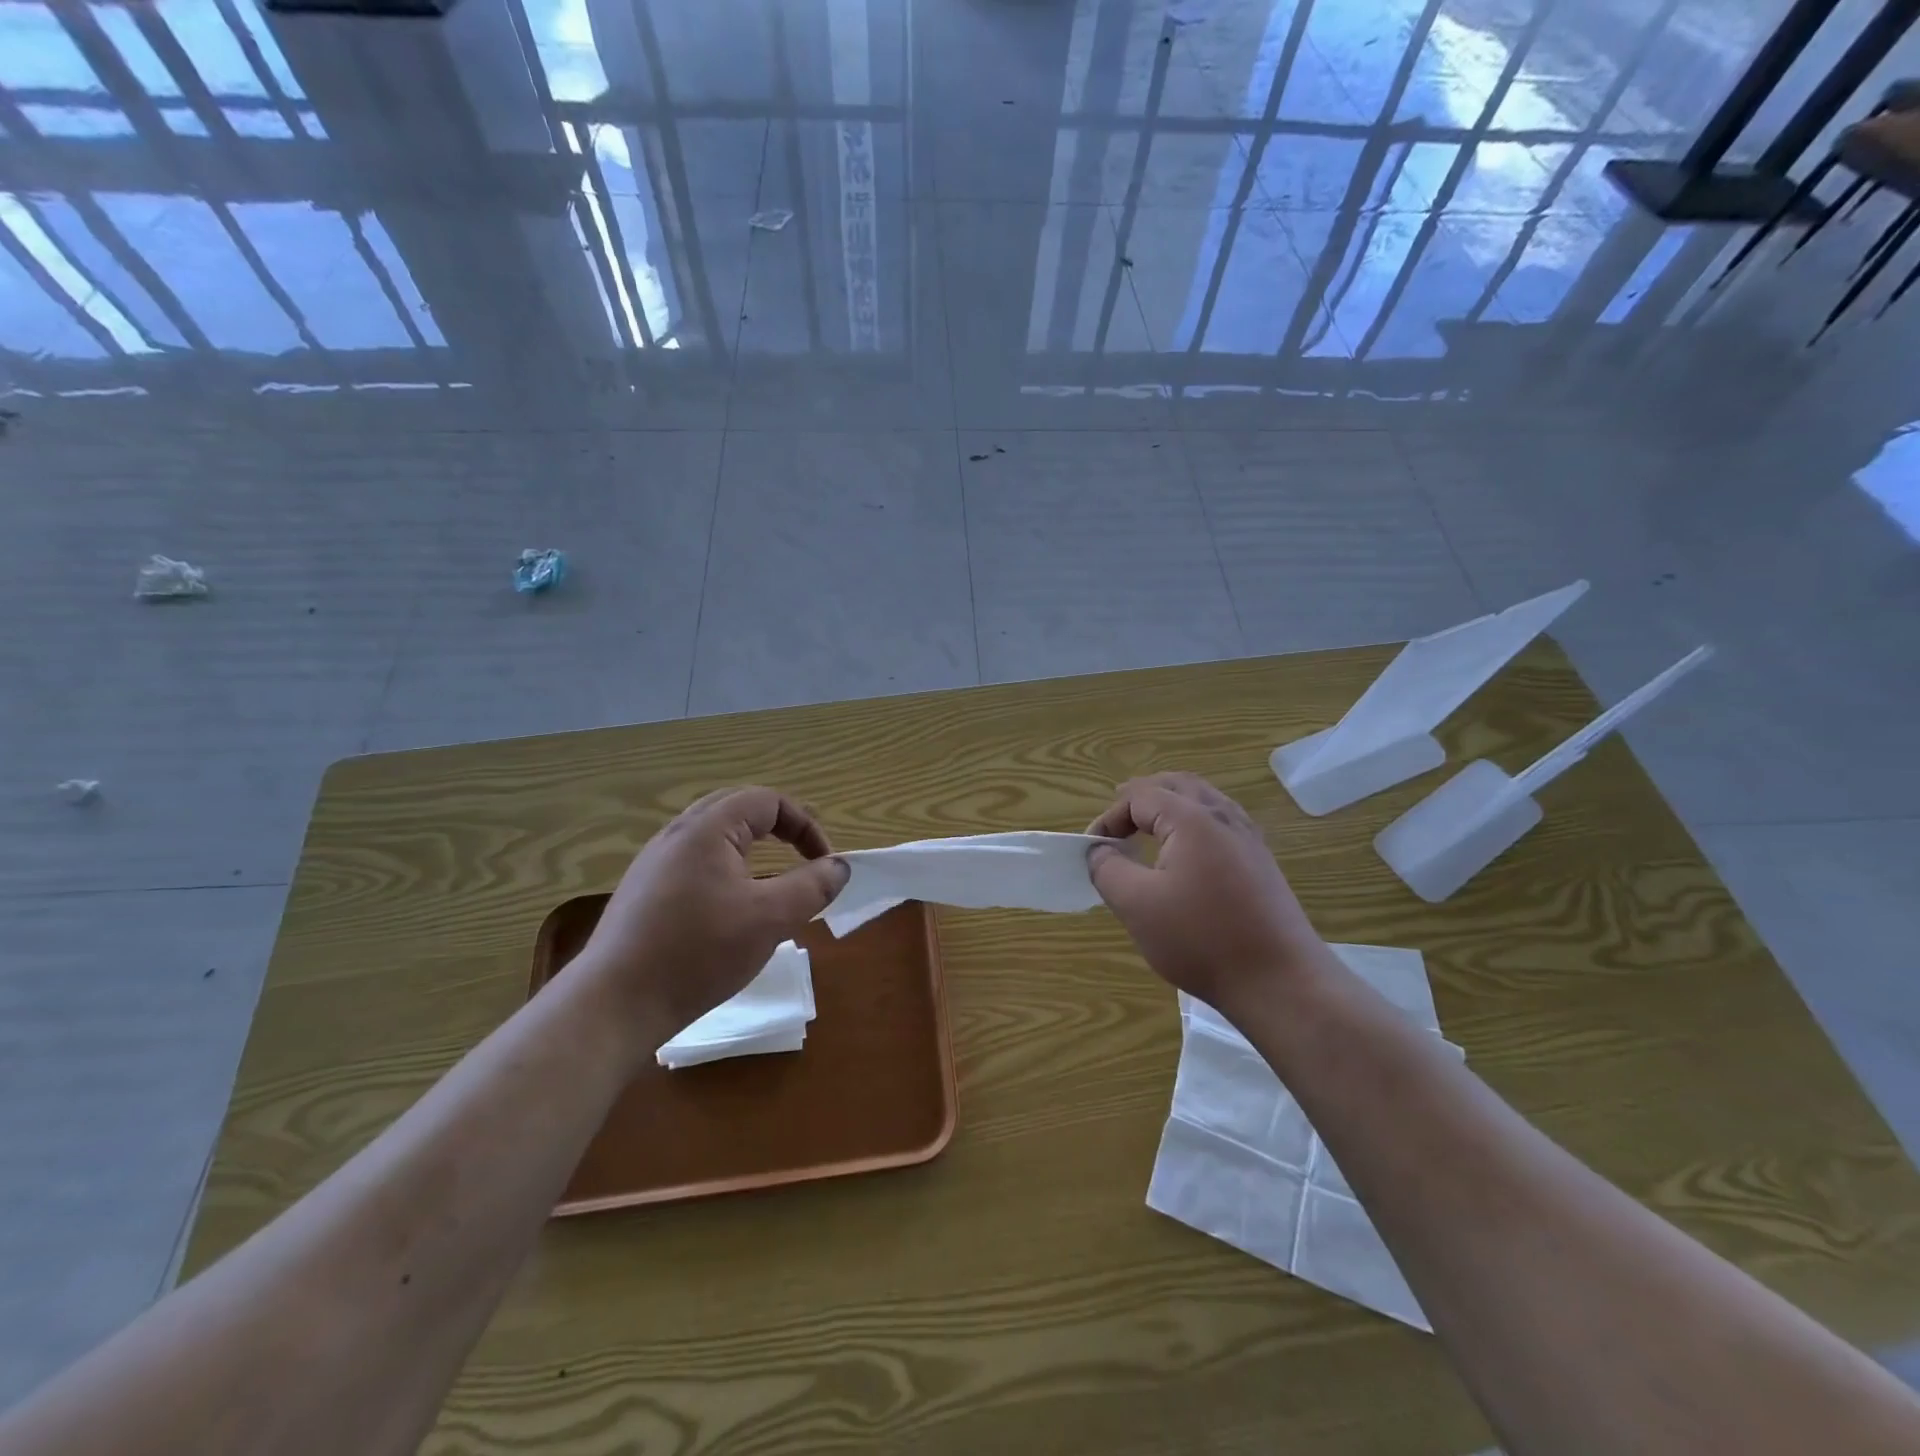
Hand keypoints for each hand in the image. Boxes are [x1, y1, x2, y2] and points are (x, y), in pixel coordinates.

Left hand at [579, 787, 848, 1036]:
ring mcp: (655, 862)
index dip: (806, 826)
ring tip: (772, 880)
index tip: (825, 864)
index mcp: (708, 829)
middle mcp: (677, 834)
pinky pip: (696, 862)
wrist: (614, 1004)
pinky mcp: (644, 891)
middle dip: (779, 828)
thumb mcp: (770, 919)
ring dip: (752, 848)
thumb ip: (812, 887)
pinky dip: (727, 869)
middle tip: (803, 857)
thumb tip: (839, 866)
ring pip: (715, 836)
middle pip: (739, 809)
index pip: (768, 801)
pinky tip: (731, 908)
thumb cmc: (698, 952)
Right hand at [1087, 773, 1329, 1019]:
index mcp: (1192, 819)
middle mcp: (1223, 817)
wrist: (1280, 981)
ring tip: (1145, 827)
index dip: (1109, 817)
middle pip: (1176, 785)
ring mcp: (1248, 838)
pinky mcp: (1261, 862)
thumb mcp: (1137, 905)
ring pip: (1203, 799)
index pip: (1139, 796)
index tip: (1092, 850)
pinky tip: (1185, 852)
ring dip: (1169, 805)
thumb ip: (1107, 869)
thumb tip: (1099, 850)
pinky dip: (1193, 822)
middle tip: (1115, 823)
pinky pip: (1221, 821)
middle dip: (1140, 798)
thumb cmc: (1202, 939)